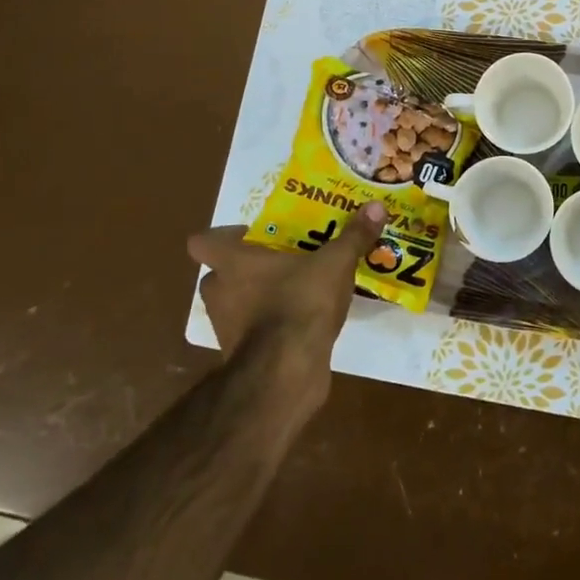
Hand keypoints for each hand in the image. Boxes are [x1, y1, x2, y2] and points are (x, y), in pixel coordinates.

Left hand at [187, 203, 386, 376]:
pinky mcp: (242, 356)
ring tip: (297, 289)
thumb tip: (376, 206)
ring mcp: (227, 328)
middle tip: (281, 259)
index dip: (221, 236)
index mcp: (232, 262)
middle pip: (219, 273)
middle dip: (245, 268)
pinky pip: (253, 331)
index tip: (250, 235)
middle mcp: (220, 292)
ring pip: (236, 303)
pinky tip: (303, 321)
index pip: (202, 242)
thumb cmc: (300, 303)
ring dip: (258, 298)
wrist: (287, 372)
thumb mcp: (336, 263)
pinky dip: (271, 326)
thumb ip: (354, 236)